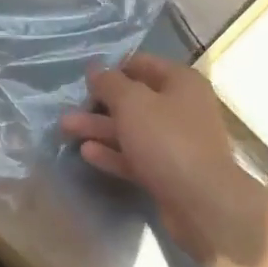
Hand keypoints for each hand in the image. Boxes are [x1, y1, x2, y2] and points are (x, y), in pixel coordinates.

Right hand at [60, 54, 267, 262]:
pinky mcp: (169, 172)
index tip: (84, 80)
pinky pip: (137, 156)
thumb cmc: (168, 140)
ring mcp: (177, 142)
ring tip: (65, 129)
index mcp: (181, 82)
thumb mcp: (133, 103)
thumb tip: (96, 69)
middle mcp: (182, 108)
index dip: (113, 69)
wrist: (202, 201)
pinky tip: (86, 153)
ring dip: (100, 129)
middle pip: (136, 100)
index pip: (143, 64)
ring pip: (133, 130)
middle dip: (100, 104)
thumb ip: (111, 84)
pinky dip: (113, 153)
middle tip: (68, 109)